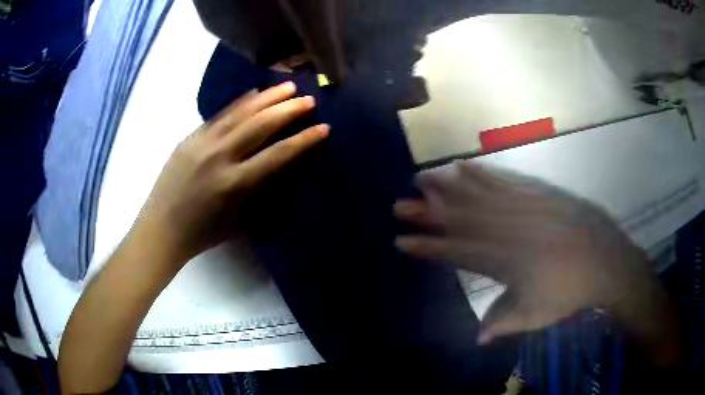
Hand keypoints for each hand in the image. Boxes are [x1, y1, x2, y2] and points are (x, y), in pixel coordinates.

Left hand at [136, 82, 327, 265]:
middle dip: (288, 110)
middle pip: (260, 125)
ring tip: (287, 86)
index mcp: (234, 183)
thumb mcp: (239, 223)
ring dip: (266, 98)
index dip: (303, 140)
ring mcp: (202, 143)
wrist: (161, 228)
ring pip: (239, 113)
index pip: (277, 155)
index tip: (323, 127)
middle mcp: (220, 157)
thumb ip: (261, 195)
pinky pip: (219, 115)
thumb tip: (283, 174)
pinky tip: (253, 94)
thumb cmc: (203, 233)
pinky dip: (239, 103)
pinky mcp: (189, 138)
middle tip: (308, 99)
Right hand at [394, 162, 655, 344]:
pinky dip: (481, 174)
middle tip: (399, 204)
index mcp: (506, 263)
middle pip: (461, 220)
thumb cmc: (570, 292)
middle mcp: (509, 232)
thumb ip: (504, 324)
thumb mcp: (537, 316)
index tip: (401, 241)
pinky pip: (504, 183)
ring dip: (447, 187)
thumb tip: (476, 338)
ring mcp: (523, 209)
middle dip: (427, 213)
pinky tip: (464, 165)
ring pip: (478, 196)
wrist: (605, 261)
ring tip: (421, 178)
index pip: (458, 253)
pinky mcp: (537, 196)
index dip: (428, 248)